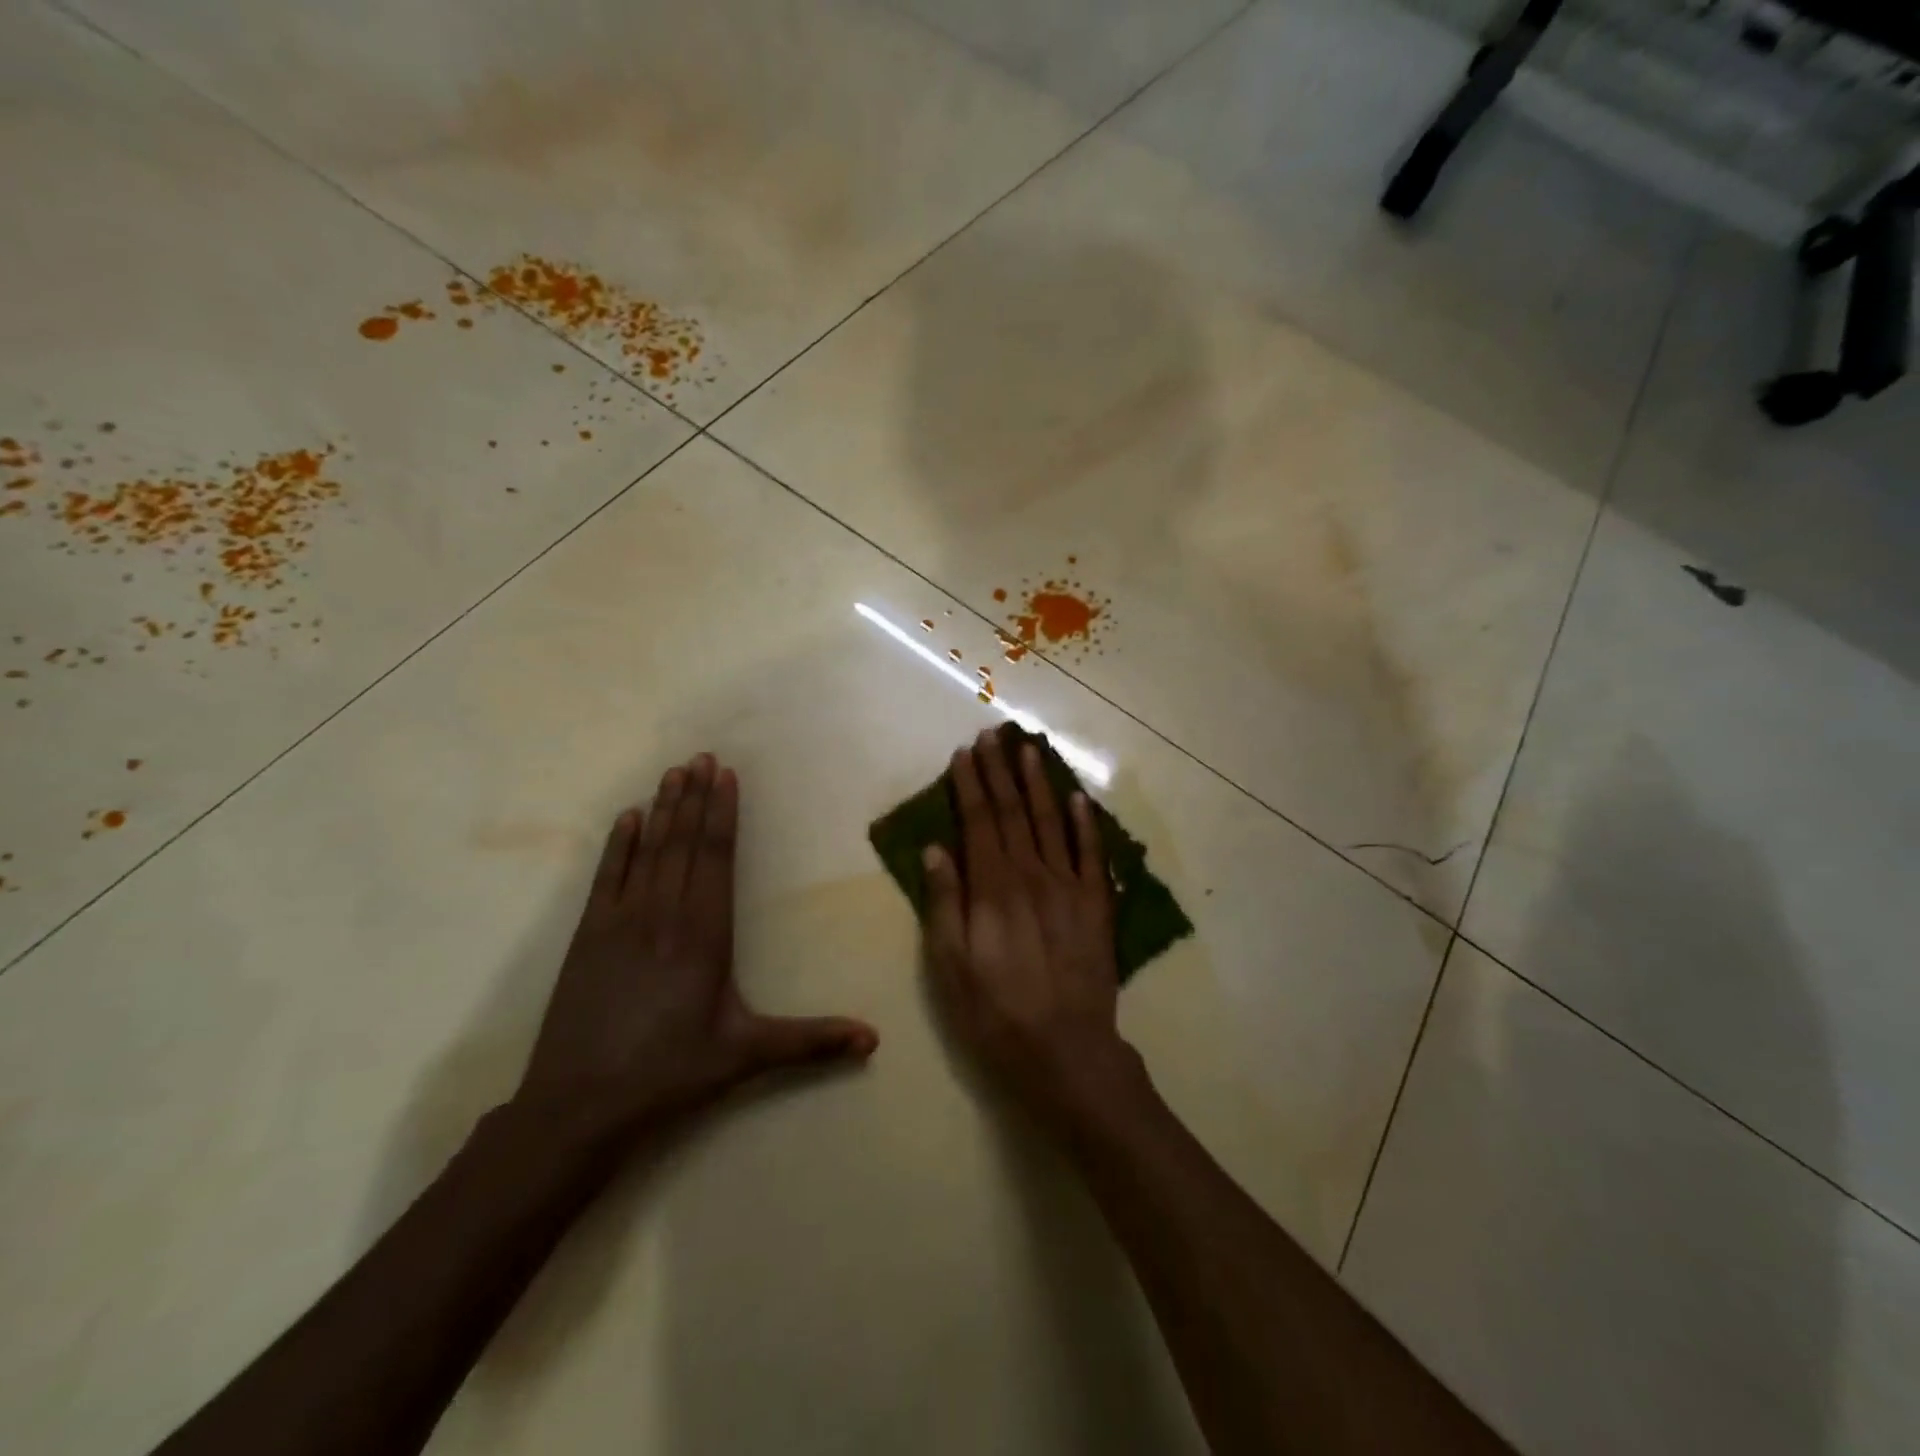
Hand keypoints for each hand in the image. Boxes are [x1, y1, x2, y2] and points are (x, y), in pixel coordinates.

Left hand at [516, 753, 877, 1142]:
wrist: (577, 1107)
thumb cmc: (669, 1075)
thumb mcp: (745, 1056)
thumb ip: (810, 1041)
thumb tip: (874, 1039)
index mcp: (704, 934)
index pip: (716, 858)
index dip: (723, 813)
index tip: (726, 775)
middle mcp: (663, 915)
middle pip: (683, 843)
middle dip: (695, 797)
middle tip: (702, 756)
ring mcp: (620, 922)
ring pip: (648, 851)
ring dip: (663, 809)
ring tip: (673, 772)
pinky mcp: (588, 937)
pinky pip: (607, 877)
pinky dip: (618, 844)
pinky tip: (628, 817)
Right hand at [923, 729, 1142, 1128]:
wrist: (1068, 1053)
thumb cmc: (997, 1014)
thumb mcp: (951, 967)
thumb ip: (944, 903)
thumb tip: (936, 849)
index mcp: (993, 889)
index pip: (978, 822)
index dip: (970, 786)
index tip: (964, 754)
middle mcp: (1032, 875)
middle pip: (1013, 813)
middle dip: (1000, 772)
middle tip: (992, 735)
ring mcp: (1070, 888)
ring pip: (1052, 821)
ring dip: (1039, 783)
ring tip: (1029, 749)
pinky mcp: (1097, 906)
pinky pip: (1092, 854)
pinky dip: (1086, 822)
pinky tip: (1078, 797)